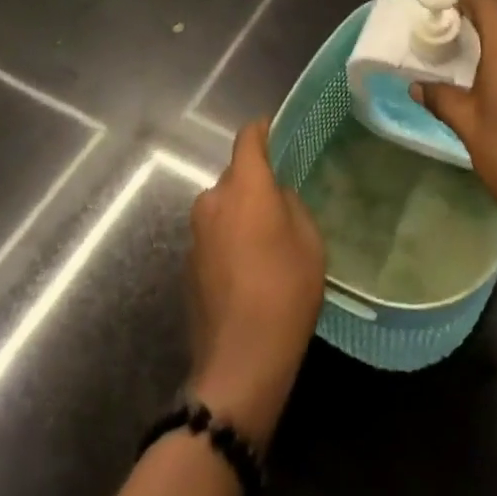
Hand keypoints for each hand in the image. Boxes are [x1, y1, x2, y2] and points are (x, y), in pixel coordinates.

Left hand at [187, 118, 324, 445]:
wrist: (240, 364)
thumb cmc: (285, 292)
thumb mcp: (309, 240)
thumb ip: (290, 204)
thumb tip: (275, 196)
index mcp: (245, 185)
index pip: (248, 137)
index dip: (264, 130)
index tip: (279, 134)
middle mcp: (213, 200)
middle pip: (234, 174)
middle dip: (254, 181)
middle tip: (280, 202)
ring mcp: (196, 234)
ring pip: (222, 207)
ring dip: (239, 213)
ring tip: (265, 240)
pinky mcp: (188, 265)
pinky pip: (213, 235)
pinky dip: (228, 240)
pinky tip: (247, 269)